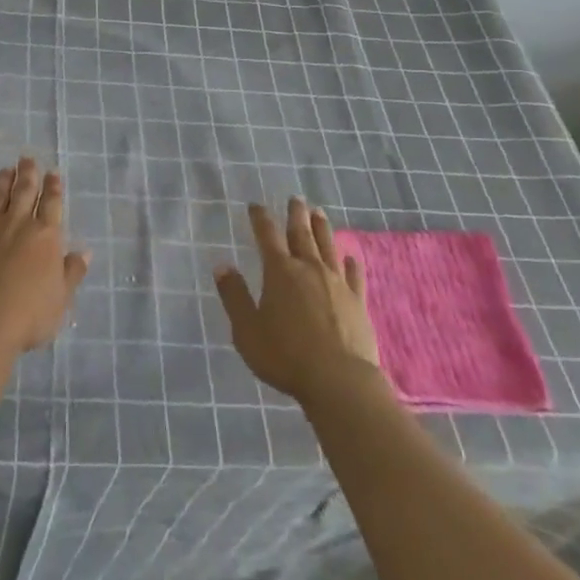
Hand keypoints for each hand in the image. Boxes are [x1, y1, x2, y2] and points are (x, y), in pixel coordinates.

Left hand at [0, 157, 90, 357]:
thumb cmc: (29, 314)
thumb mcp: (61, 298)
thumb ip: (72, 272)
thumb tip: (84, 251)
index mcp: (46, 235)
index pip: (51, 203)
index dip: (53, 187)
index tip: (52, 172)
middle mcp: (18, 223)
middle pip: (24, 191)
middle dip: (28, 174)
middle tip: (27, 159)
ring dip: (2, 182)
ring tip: (5, 170)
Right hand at [214, 198, 383, 409]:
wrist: (339, 381)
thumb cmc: (285, 356)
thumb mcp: (247, 330)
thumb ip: (234, 296)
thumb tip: (222, 265)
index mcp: (280, 271)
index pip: (267, 235)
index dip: (260, 218)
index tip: (255, 205)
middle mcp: (309, 268)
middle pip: (302, 234)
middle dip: (296, 214)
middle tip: (296, 198)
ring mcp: (336, 283)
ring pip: (328, 247)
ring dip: (322, 228)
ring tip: (319, 213)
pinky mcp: (357, 302)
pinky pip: (354, 275)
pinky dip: (351, 263)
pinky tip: (351, 256)